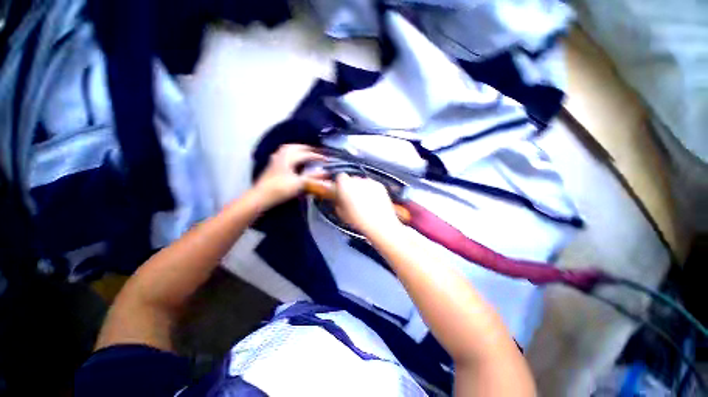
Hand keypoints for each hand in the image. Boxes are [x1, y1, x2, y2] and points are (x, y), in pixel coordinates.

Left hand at [254, 144, 324, 208]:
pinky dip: (290, 153)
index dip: (317, 156)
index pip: (306, 154)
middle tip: (316, 151)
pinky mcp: (272, 166)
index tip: (326, 159)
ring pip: (287, 149)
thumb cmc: (281, 189)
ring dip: (297, 148)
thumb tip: (326, 173)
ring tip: (305, 151)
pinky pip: (282, 154)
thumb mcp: (300, 183)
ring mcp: (275, 160)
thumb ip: (313, 177)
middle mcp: (281, 155)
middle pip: (295, 147)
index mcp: (289, 158)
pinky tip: (291, 158)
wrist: (261, 196)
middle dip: (307, 148)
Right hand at [334, 174, 402, 236]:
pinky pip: (372, 185)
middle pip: (351, 179)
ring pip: (362, 181)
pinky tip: (371, 201)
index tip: (340, 191)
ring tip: (363, 201)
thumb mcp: (341, 213)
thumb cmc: (358, 220)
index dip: (339, 184)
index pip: (339, 177)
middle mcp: (357, 180)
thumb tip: (337, 197)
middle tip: (351, 198)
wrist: (380, 224)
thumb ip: (337, 200)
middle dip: (350, 186)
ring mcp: (370, 181)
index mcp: (345, 185)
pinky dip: (370, 190)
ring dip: (360, 188)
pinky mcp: (380, 185)